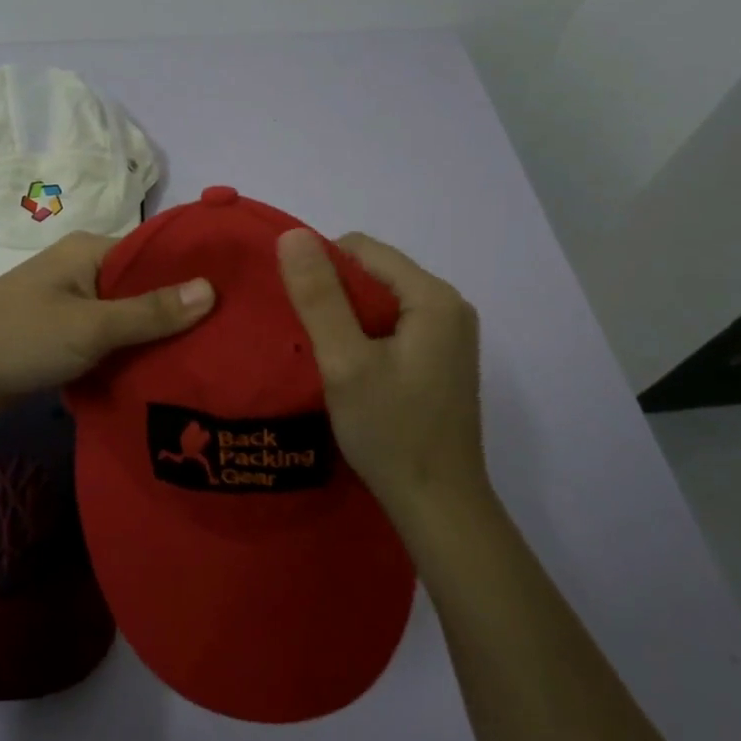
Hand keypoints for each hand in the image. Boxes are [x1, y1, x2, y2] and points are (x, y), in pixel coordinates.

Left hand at [0, 231, 214, 428]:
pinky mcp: (58, 337)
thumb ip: (150, 312)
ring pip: (124, 318)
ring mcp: (67, 305)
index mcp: (88, 251)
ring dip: (153, 339)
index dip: (194, 274)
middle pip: (142, 288)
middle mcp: (80, 270)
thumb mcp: (90, 326)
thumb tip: (212, 289)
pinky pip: (104, 340)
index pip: (155, 253)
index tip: (238, 300)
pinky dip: (126, 355)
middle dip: (177, 313)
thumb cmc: (18, 340)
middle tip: (228, 340)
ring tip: (205, 361)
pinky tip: (160, 377)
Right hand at [277, 229, 486, 522]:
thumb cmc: (390, 431)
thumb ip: (319, 296)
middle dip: (333, 294)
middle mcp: (448, 306)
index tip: (295, 308)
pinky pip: (392, 326)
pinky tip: (347, 369)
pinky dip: (363, 337)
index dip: (320, 267)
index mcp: (432, 297)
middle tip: (304, 335)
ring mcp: (448, 335)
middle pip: (373, 273)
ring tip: (322, 353)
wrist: (438, 505)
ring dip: (345, 318)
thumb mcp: (344, 361)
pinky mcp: (440, 359)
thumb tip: (292, 234)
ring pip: (380, 301)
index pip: (361, 249)